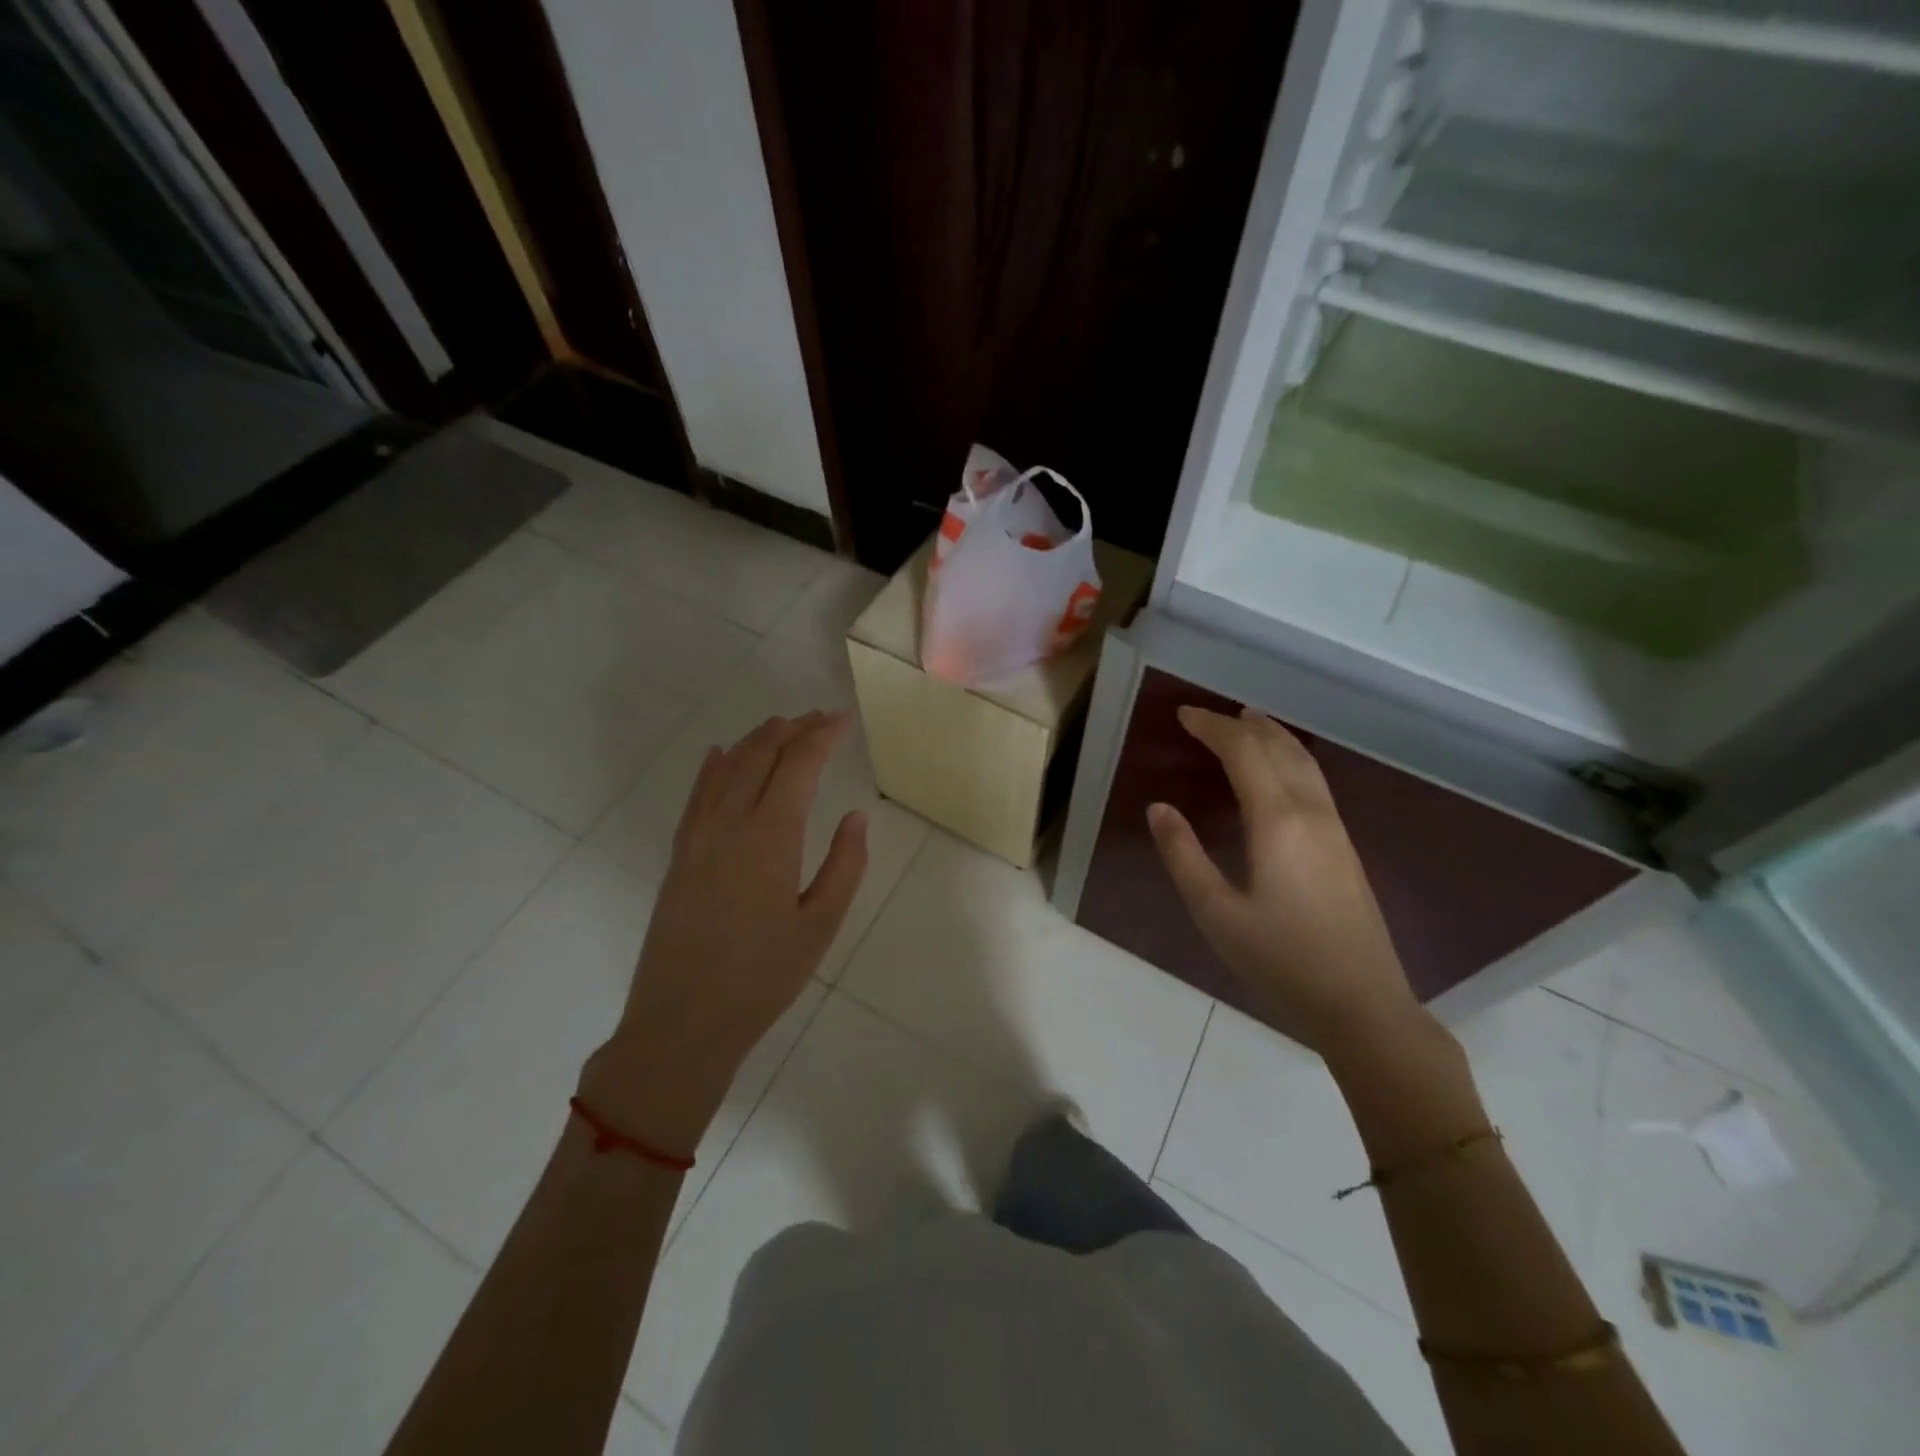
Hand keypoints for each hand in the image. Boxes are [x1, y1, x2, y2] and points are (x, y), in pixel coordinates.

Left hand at [579, 711, 868, 1153]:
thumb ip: (845, 865)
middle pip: (761, 755)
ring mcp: (697, 837)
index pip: (798, 765)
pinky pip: (696, 795)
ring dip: (756, 740)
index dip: (822, 736)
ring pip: (726, 768)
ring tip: (782, 725)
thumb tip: (855, 815)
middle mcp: (729, 824)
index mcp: (770, 838)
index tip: (843, 719)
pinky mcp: (678, 855)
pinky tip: (720, 753)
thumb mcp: (820, 926)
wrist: (682, 1023)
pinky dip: (712, 767)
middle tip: (819, 718)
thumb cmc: (762, 979)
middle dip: (792, 729)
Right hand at [1146, 705, 1424, 1062]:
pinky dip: (1290, 758)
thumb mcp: (1216, 912)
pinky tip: (1281, 771)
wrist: (1363, 1006)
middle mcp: (1311, 812)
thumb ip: (1184, 855)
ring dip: (1273, 736)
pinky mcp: (1345, 848)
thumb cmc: (1280, 961)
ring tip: (1249, 721)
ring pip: (1304, 762)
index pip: (1244, 752)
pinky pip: (1314, 781)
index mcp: (1277, 821)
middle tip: (1209, 715)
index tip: (1183, 714)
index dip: (1213, 727)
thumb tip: (1159, 807)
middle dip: (1242, 724)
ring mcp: (1335, 829)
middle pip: (1278, 748)